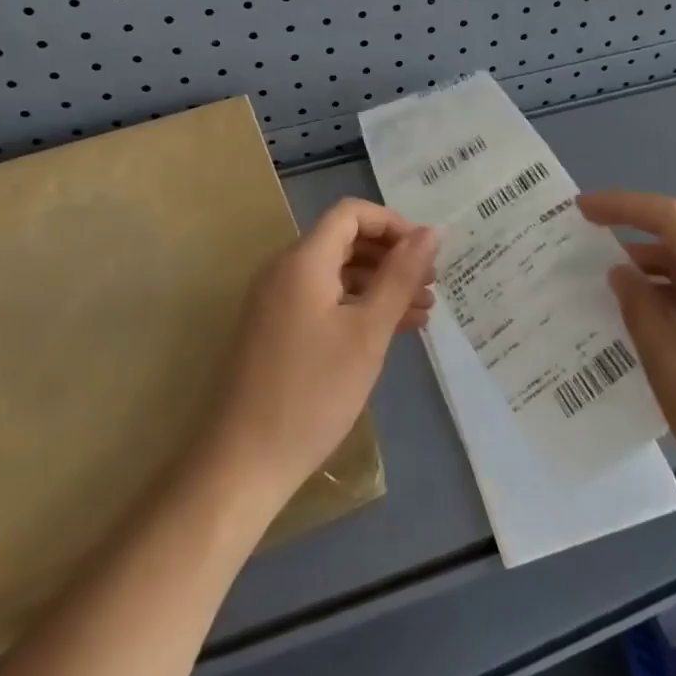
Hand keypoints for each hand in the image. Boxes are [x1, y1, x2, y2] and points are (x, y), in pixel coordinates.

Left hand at [200, 199, 436, 516]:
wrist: (244, 461)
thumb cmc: (313, 391)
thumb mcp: (367, 331)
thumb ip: (400, 276)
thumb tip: (431, 232)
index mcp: (303, 260)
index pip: (351, 214)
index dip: (393, 224)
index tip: (427, 254)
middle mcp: (285, 270)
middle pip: (345, 242)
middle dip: (391, 257)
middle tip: (431, 284)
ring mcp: (277, 302)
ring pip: (337, 274)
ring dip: (380, 285)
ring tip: (422, 312)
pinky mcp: (276, 330)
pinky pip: (323, 301)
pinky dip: (357, 307)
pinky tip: (390, 331)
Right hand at [578, 191, 675, 528]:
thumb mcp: (671, 366)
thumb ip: (641, 310)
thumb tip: (620, 272)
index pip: (671, 217)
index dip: (623, 206)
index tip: (581, 210)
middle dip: (640, 220)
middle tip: (595, 230)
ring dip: (656, 255)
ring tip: (611, 276)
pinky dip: (673, 283)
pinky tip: (646, 311)